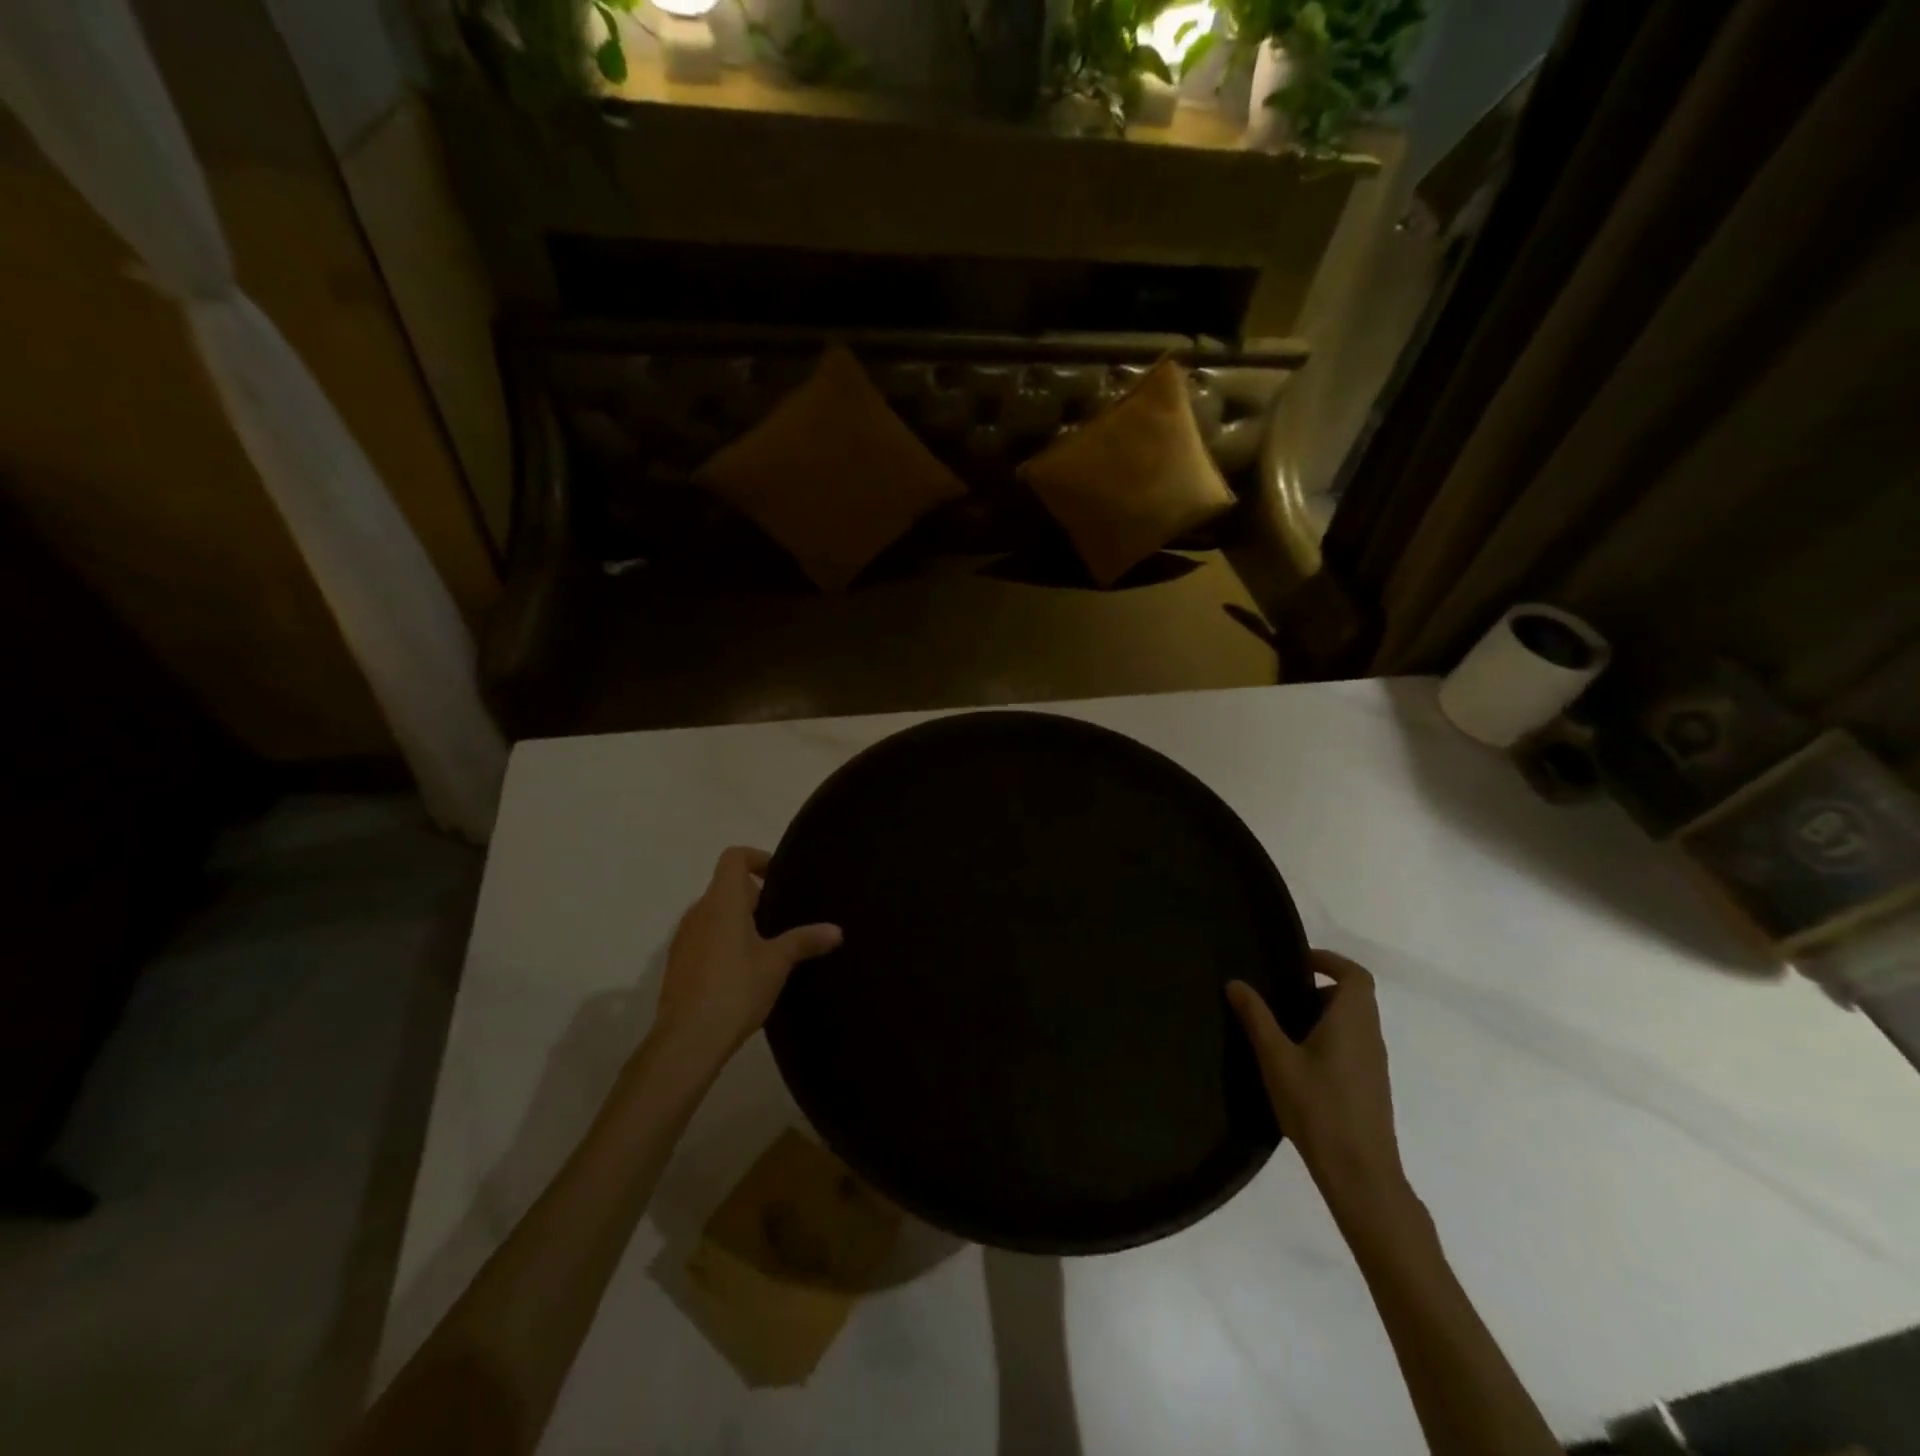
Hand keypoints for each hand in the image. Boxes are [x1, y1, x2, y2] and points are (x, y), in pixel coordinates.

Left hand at [653, 847, 841, 1068]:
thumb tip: (836, 930)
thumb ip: (805, 940)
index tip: (780, 878)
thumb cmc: (736, 989)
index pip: (734, 858)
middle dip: (755, 896)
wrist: (687, 1041)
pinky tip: (745, 972)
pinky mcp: (678, 965)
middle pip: (726, 887)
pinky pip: (705, 938)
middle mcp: (698, 912)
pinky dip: (724, 942)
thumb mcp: (777, 963)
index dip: (758, 859)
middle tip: (784, 917)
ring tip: (768, 946)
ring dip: (739, 921)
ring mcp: (683, 940)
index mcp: (722, 902)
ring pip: (715, 914)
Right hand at [1227, 952, 1409, 1215]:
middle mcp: (1370, 1035)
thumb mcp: (1276, 1058)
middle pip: (1353, 997)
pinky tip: (1297, 1061)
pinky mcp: (1371, 1086)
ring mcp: (1374, 1064)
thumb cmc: (1318, 1107)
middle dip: (1318, 988)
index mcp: (1352, 1020)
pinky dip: (1328, 1039)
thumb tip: (1236, 982)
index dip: (1330, 961)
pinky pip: (1351, 1045)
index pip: (1355, 975)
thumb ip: (1256, 1017)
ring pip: (1352, 1023)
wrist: (1360, 1173)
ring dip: (1322, 1015)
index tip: (1297, 961)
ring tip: (1281, 1027)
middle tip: (1280, 995)